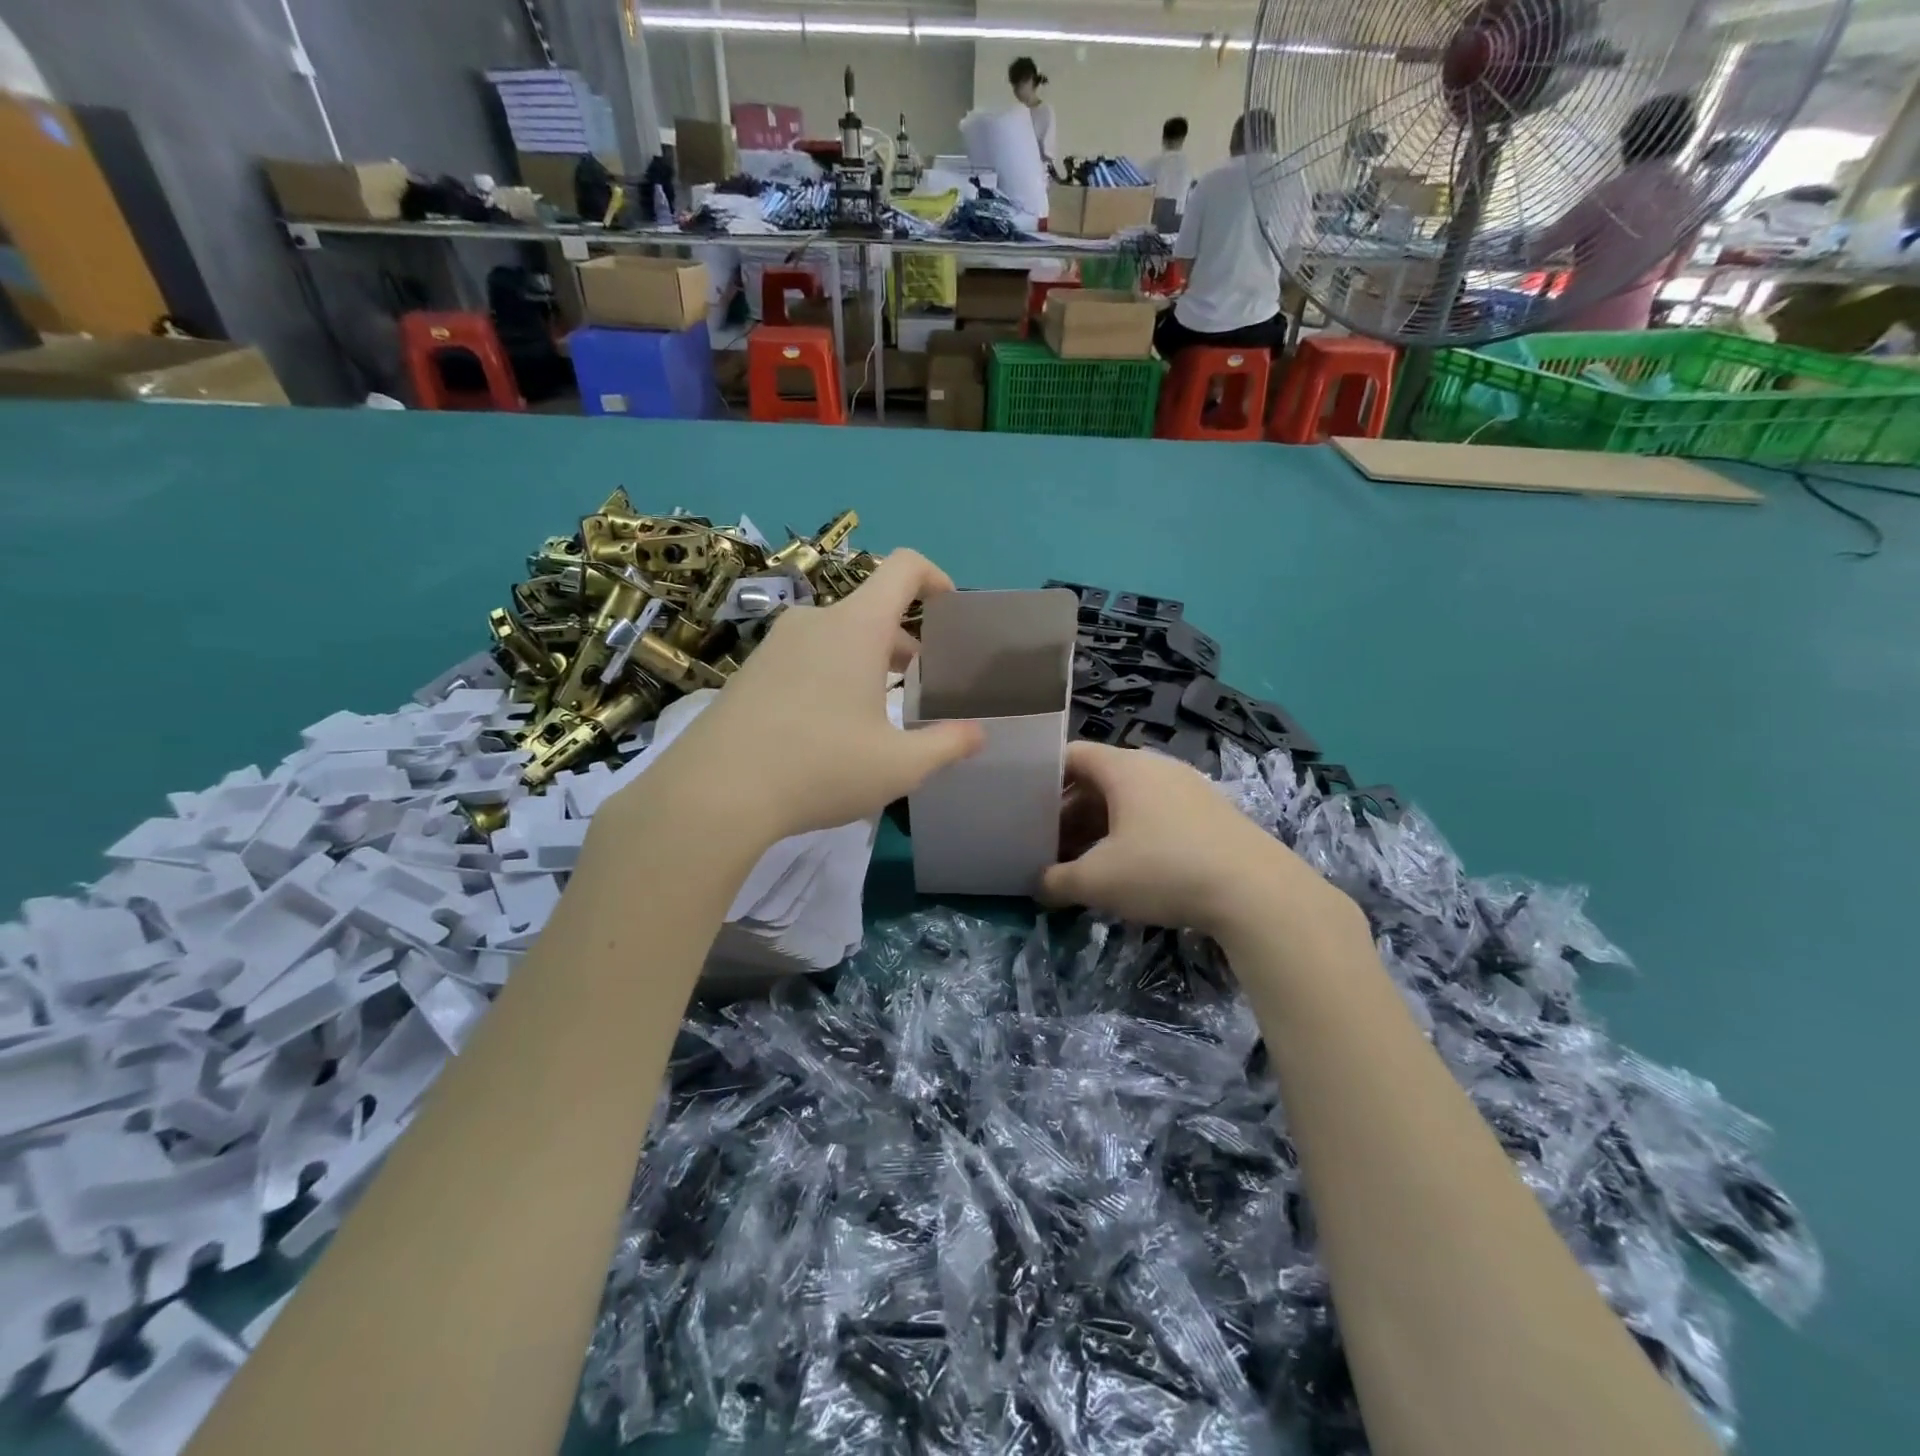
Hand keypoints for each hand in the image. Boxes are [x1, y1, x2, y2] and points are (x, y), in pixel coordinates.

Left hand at [613, 550, 982, 848]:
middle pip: (872, 607)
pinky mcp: (750, 669)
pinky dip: (832, 672)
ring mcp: (776, 643)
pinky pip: (806, 655)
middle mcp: (815, 620)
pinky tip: (828, 727)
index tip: (950, 612)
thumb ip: (948, 745)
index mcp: (856, 626)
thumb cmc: (820, 768)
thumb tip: (978, 734)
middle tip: (921, 683)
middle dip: (905, 638)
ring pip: (838, 634)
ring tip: (879, 710)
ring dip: (868, 659)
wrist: (714, 792)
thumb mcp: (899, 766)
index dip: (935, 578)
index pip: (903, 567)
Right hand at [1043, 742, 1357, 941]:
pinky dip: (1133, 833)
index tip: (1023, 806)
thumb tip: (1037, 886)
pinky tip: (1130, 869)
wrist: (1256, 892)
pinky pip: (1157, 813)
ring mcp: (1188, 787)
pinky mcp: (1211, 813)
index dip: (1043, 777)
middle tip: (1049, 845)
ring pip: (1129, 799)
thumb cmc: (1164, 869)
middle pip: (1099, 779)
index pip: (1072, 755)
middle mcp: (1156, 766)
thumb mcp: (1098, 881)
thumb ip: (1057, 881)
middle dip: (1070, 811)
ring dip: (1101, 826)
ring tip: (1085, 861)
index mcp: (1124, 768)